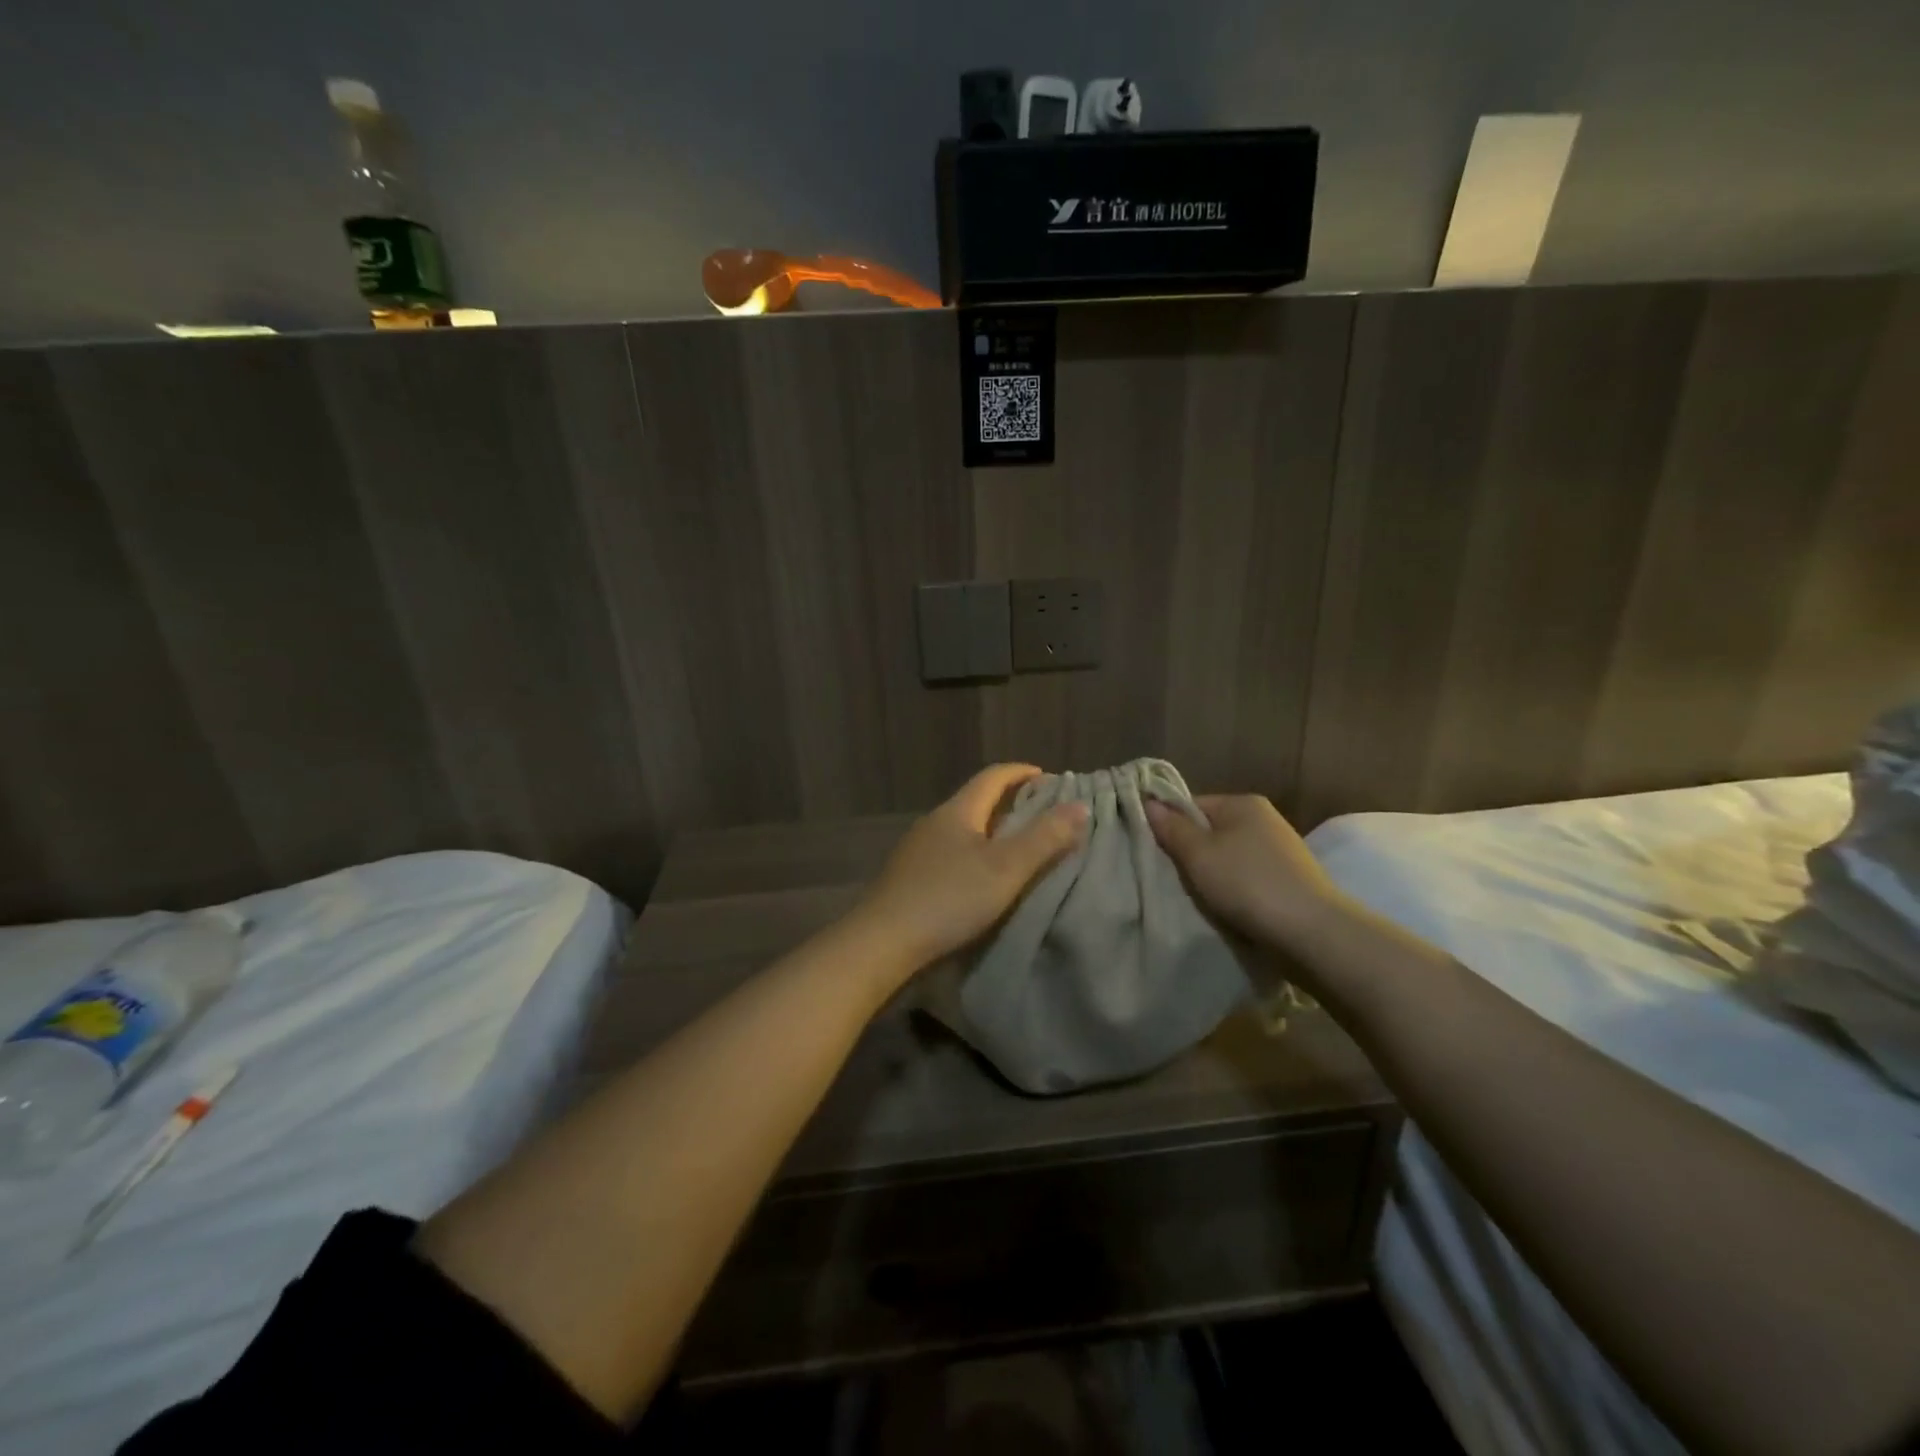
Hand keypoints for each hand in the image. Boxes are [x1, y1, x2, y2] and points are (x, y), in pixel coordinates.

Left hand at [854, 763, 1087, 975]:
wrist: (883, 942)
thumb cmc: (949, 898)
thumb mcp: (1006, 869)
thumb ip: (1045, 838)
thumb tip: (1080, 805)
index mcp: (958, 811)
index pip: (993, 776)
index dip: (1022, 772)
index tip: (1048, 778)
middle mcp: (935, 822)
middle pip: (977, 800)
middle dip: (1010, 802)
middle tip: (1042, 815)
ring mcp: (918, 849)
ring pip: (963, 828)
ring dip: (991, 830)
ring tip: (1018, 848)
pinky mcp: (909, 876)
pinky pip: (950, 852)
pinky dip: (974, 853)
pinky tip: (981, 877)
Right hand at [1146, 794, 1349, 951]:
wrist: (1310, 931)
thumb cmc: (1247, 883)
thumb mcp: (1198, 854)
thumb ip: (1171, 828)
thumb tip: (1149, 802)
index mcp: (1242, 803)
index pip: (1191, 805)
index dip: (1170, 826)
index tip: (1155, 853)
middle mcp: (1263, 819)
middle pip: (1210, 831)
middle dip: (1190, 854)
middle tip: (1172, 878)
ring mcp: (1279, 850)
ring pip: (1227, 857)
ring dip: (1211, 875)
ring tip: (1198, 897)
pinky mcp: (1288, 879)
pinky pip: (1246, 877)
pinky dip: (1232, 889)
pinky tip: (1226, 907)